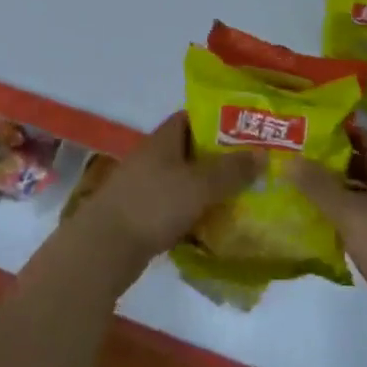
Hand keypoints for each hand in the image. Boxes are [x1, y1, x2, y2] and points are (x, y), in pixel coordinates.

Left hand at [76, 111, 260, 271]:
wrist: (103, 249)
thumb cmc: (153, 205)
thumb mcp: (199, 185)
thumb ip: (231, 170)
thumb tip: (262, 155)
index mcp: (164, 139)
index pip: (193, 117)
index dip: (220, 120)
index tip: (249, 130)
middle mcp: (154, 158)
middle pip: (193, 151)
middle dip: (222, 158)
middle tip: (255, 167)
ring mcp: (146, 187)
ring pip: (186, 181)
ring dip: (210, 189)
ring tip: (245, 196)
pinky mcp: (143, 216)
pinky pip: (177, 207)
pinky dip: (196, 213)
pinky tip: (218, 225)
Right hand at [287, 130, 366, 342]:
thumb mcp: (351, 214)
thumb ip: (320, 187)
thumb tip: (290, 160)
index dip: (347, 132)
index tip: (317, 134)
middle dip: (341, 162)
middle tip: (306, 162)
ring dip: (346, 192)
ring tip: (311, 192)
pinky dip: (354, 219)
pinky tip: (331, 227)